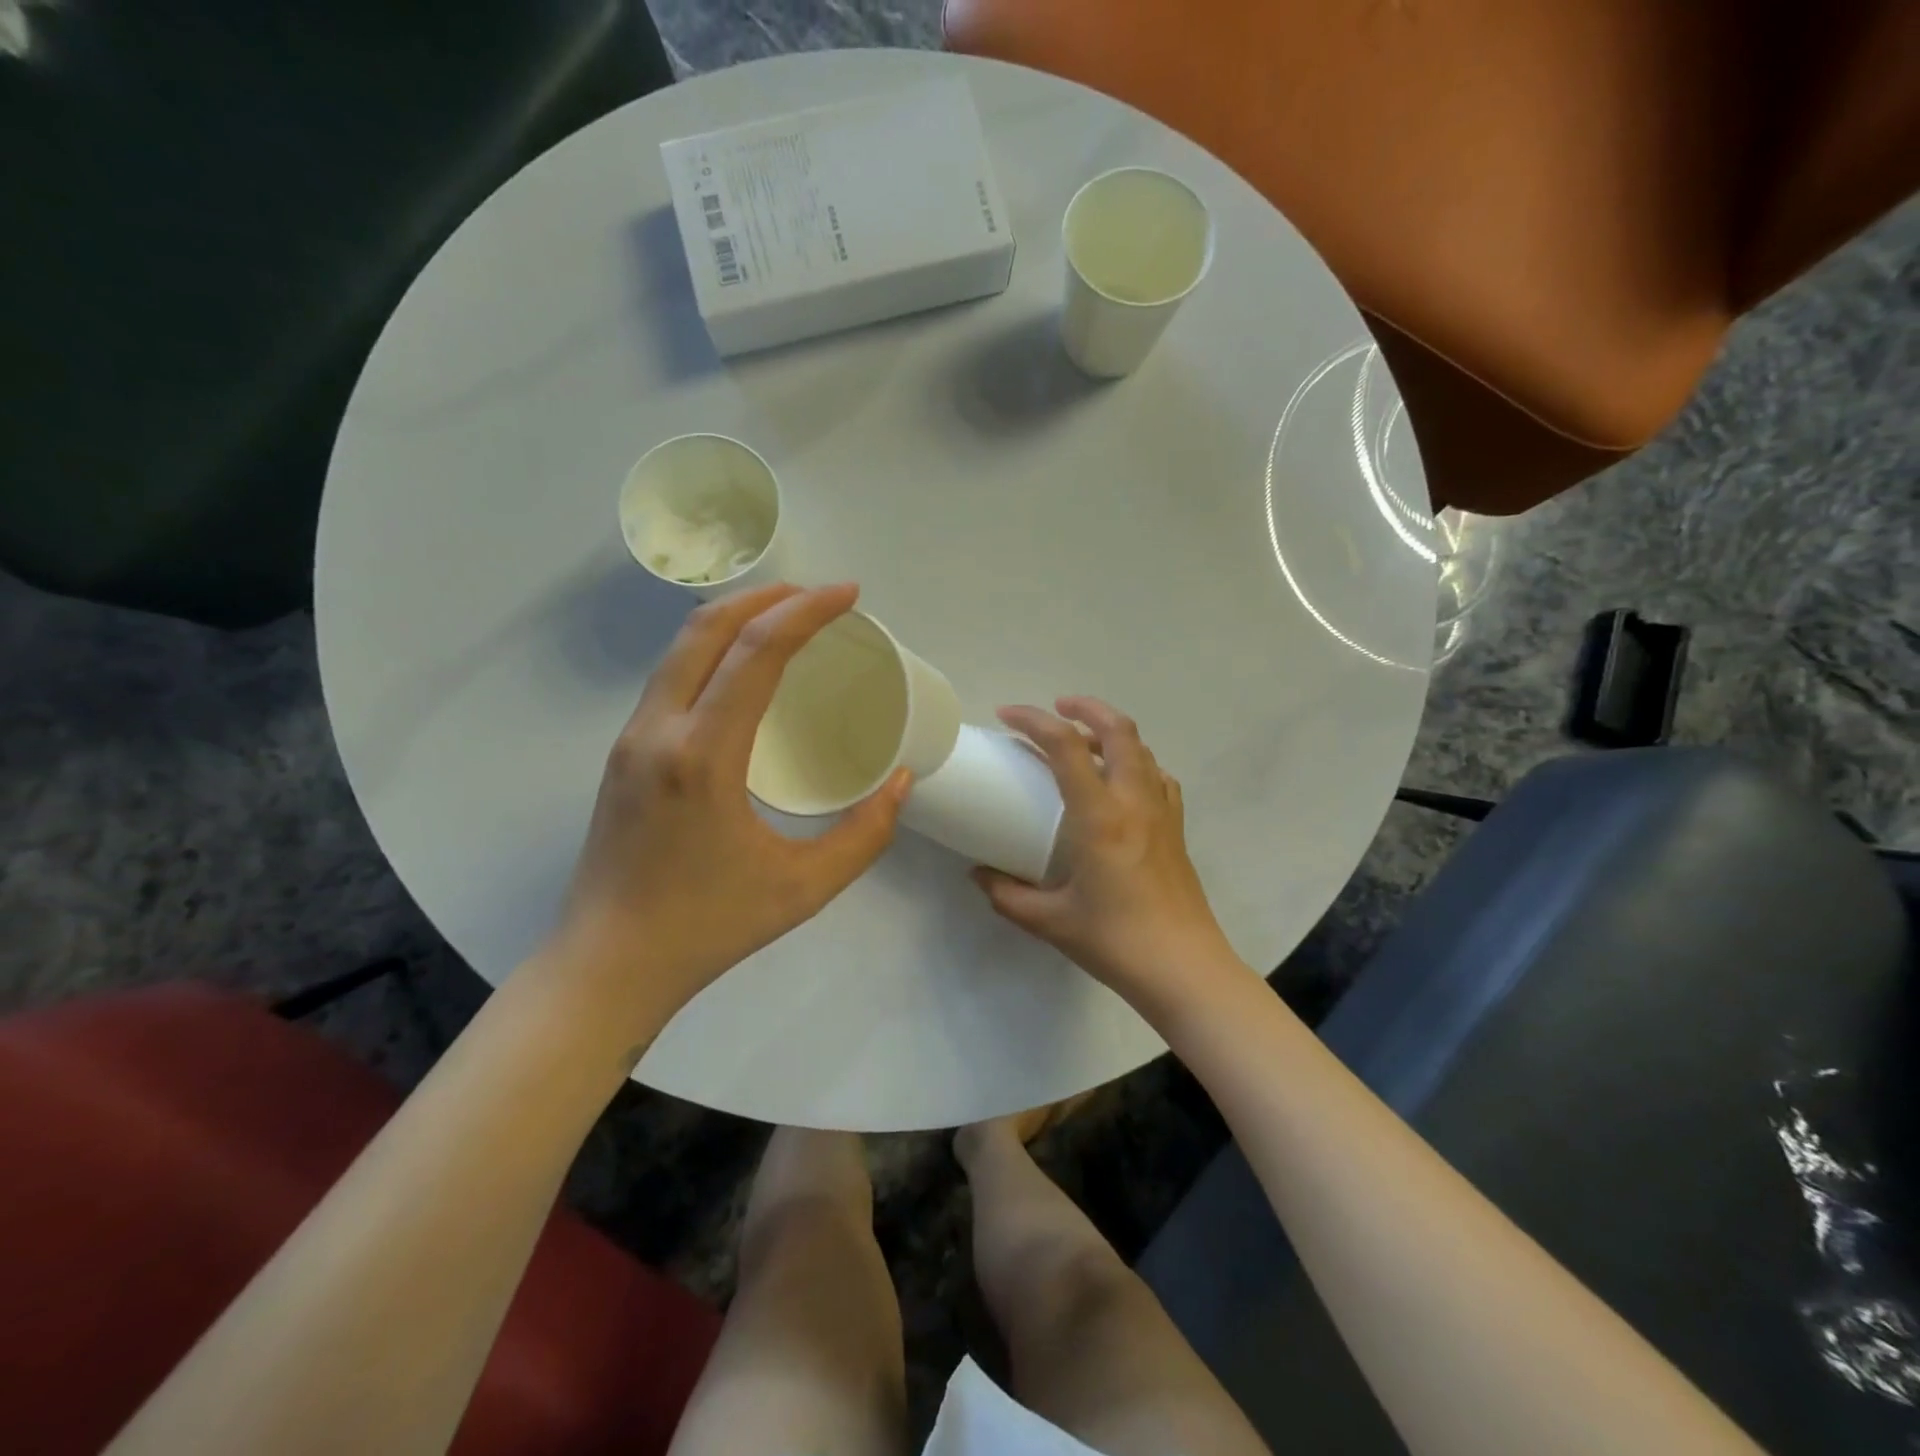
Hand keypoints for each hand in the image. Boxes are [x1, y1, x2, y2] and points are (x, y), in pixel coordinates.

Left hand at [544, 584, 910, 1026]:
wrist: (608, 964)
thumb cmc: (709, 927)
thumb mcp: (804, 888)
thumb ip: (864, 834)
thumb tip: (901, 781)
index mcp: (703, 757)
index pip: (756, 654)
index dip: (806, 613)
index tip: (849, 594)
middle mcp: (659, 731)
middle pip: (706, 629)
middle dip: (768, 597)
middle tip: (820, 597)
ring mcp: (632, 739)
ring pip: (680, 648)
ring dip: (736, 619)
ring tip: (788, 619)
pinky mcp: (624, 753)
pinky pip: (671, 677)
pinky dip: (712, 650)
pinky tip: (744, 670)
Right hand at [974, 698, 1236, 1009]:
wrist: (1184, 969)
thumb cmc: (1115, 941)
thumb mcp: (1049, 921)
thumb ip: (1007, 894)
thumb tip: (979, 874)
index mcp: (1100, 815)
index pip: (1066, 744)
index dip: (1034, 719)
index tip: (1006, 715)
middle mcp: (1134, 800)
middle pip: (1118, 728)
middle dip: (1085, 707)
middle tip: (1055, 709)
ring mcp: (1162, 811)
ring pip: (1142, 748)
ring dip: (1111, 733)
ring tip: (1083, 744)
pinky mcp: (1176, 828)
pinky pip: (1158, 776)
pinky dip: (1135, 763)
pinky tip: (1119, 785)